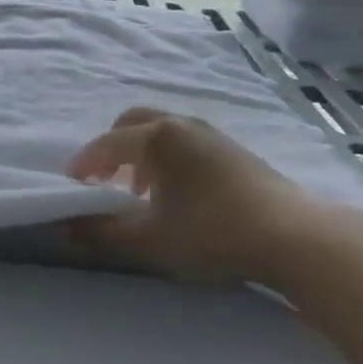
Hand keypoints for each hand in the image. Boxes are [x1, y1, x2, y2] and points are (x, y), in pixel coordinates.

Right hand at [66, 106, 338, 285]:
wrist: (295, 237)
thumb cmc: (213, 233)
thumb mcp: (150, 240)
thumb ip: (103, 233)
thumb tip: (67, 227)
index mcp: (156, 138)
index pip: (107, 144)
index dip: (85, 164)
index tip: (71, 185)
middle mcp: (181, 125)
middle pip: (133, 122)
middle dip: (113, 148)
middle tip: (105, 180)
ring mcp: (212, 135)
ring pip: (162, 131)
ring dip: (142, 153)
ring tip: (141, 191)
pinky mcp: (235, 151)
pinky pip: (186, 142)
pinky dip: (169, 158)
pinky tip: (180, 193)